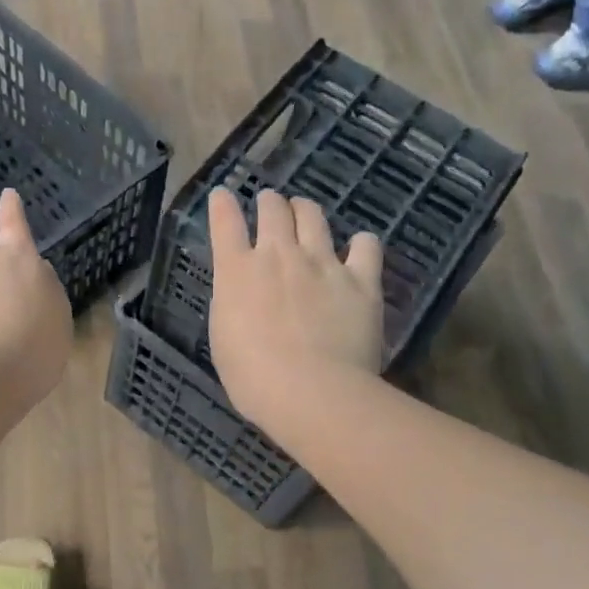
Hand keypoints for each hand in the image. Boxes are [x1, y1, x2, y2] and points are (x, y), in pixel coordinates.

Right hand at [205, 188, 383, 431]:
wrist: (311, 392)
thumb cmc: (253, 377)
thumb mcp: (223, 338)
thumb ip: (232, 305)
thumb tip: (242, 294)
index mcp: (237, 272)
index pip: (224, 223)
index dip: (222, 204)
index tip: (222, 196)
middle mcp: (278, 255)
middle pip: (272, 209)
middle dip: (269, 202)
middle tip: (270, 205)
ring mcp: (322, 263)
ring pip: (313, 215)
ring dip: (305, 209)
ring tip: (305, 213)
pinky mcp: (361, 280)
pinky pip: (366, 246)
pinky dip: (360, 243)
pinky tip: (358, 249)